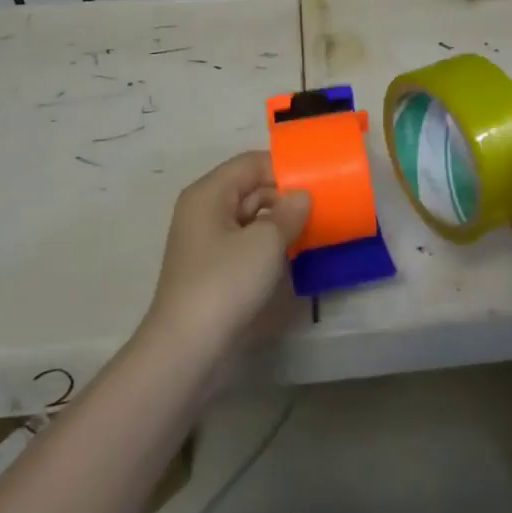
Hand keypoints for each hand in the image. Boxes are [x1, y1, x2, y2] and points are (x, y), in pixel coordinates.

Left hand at [143, 152, 309, 358]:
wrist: (187, 350)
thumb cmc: (225, 283)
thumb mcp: (266, 242)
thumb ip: (289, 212)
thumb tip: (302, 197)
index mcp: (209, 193)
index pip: (251, 163)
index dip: (284, 167)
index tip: (318, 178)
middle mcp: (205, 211)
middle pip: (250, 188)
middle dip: (285, 194)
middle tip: (324, 204)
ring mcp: (208, 243)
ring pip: (251, 217)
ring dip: (280, 221)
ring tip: (316, 227)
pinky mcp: (215, 270)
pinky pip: (247, 243)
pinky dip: (270, 244)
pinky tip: (295, 253)